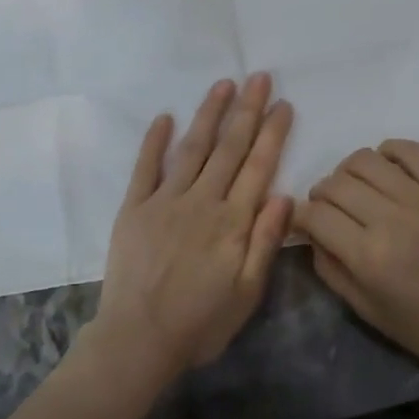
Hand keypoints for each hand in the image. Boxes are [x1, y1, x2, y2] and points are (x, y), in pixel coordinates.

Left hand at [88, 75, 294, 385]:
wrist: (138, 340)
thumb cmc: (200, 323)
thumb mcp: (248, 294)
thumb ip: (265, 242)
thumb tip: (283, 195)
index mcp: (233, 222)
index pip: (258, 167)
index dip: (273, 134)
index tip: (284, 104)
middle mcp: (202, 201)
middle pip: (229, 148)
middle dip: (247, 110)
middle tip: (259, 77)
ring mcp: (165, 200)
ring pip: (193, 148)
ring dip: (209, 114)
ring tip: (223, 85)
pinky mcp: (135, 208)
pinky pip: (146, 167)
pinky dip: (155, 141)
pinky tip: (165, 117)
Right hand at [297, 141, 418, 388]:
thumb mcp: (368, 312)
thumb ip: (331, 269)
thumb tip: (311, 233)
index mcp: (370, 258)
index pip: (315, 214)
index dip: (300, 216)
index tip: (303, 223)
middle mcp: (392, 219)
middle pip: (335, 183)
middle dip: (321, 195)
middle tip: (329, 212)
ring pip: (364, 160)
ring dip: (348, 173)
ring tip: (356, 192)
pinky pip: (408, 149)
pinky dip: (387, 153)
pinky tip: (386, 173)